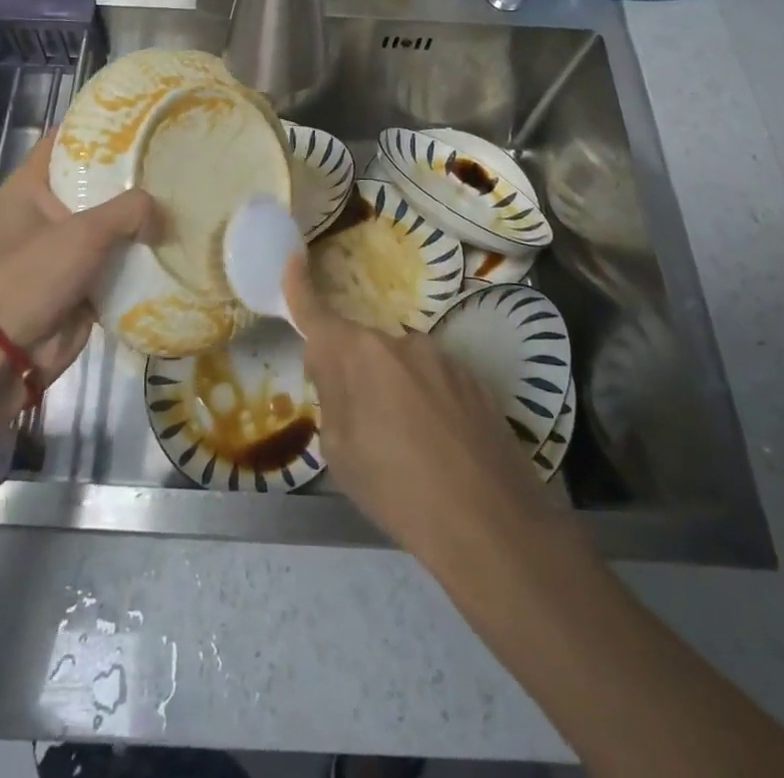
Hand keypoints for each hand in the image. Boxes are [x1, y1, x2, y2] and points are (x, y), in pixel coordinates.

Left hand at [0, 133, 153, 381]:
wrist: (6, 354)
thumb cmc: (33, 276)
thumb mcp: (83, 232)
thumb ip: (128, 210)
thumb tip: (160, 213)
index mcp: (31, 187)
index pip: (65, 140)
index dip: (98, 126)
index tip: (139, 119)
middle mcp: (47, 211)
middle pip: (94, 182)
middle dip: (131, 175)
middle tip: (174, 159)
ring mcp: (64, 248)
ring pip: (109, 223)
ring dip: (139, 218)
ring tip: (183, 198)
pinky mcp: (81, 280)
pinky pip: (116, 260)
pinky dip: (139, 255)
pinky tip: (174, 243)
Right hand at [285, 254, 549, 566]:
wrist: (490, 524)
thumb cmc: (397, 490)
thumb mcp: (340, 453)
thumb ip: (332, 399)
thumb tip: (337, 376)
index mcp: (358, 355)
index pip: (316, 314)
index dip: (299, 286)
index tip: (294, 259)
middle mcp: (400, 342)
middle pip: (360, 347)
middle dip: (350, 372)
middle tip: (356, 423)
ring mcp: (443, 358)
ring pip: (400, 364)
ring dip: (391, 388)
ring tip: (406, 445)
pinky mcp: (475, 379)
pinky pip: (434, 380)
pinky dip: (426, 401)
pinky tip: (440, 445)